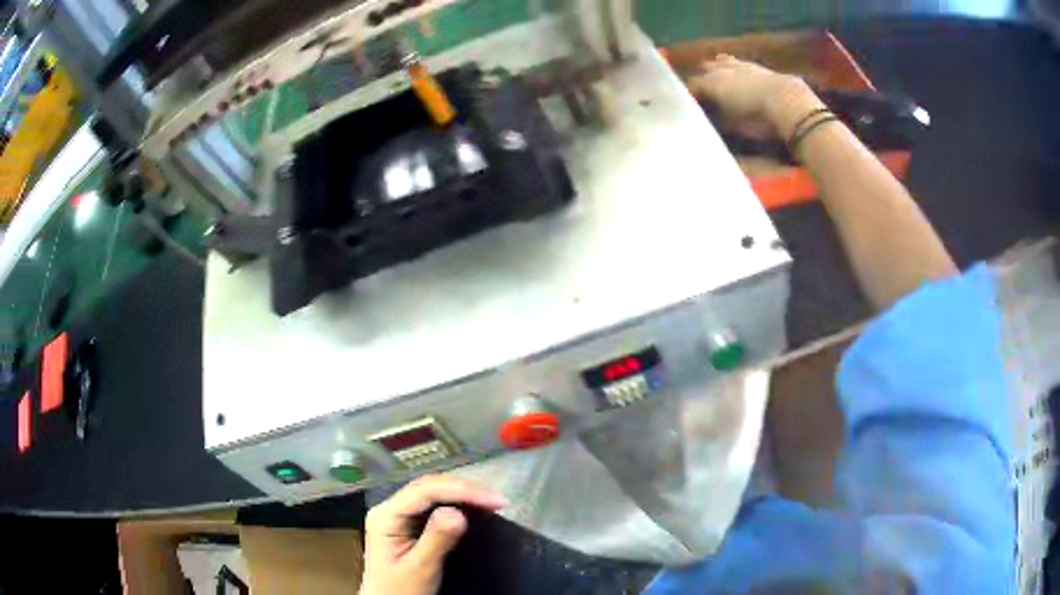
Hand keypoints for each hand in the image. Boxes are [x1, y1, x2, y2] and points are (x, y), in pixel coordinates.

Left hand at [359, 475, 506, 594]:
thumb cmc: (400, 589)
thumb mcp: (420, 568)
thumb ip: (436, 540)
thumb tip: (460, 513)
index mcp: (386, 515)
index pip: (425, 491)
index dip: (462, 491)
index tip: (494, 500)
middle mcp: (391, 508)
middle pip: (429, 486)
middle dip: (465, 489)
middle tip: (498, 500)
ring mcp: (400, 515)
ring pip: (433, 493)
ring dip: (463, 494)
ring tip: (491, 501)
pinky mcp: (410, 524)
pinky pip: (434, 505)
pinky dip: (458, 504)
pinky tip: (475, 507)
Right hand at [687, 54, 822, 139]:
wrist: (787, 101)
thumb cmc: (756, 117)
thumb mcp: (732, 125)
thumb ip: (717, 118)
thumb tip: (707, 116)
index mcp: (710, 83)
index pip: (693, 85)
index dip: (690, 95)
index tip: (690, 105)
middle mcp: (722, 70)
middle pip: (706, 69)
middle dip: (703, 78)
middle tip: (704, 91)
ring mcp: (741, 65)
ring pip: (722, 62)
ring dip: (719, 69)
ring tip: (719, 78)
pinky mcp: (758, 66)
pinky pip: (740, 64)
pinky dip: (736, 69)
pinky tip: (739, 74)